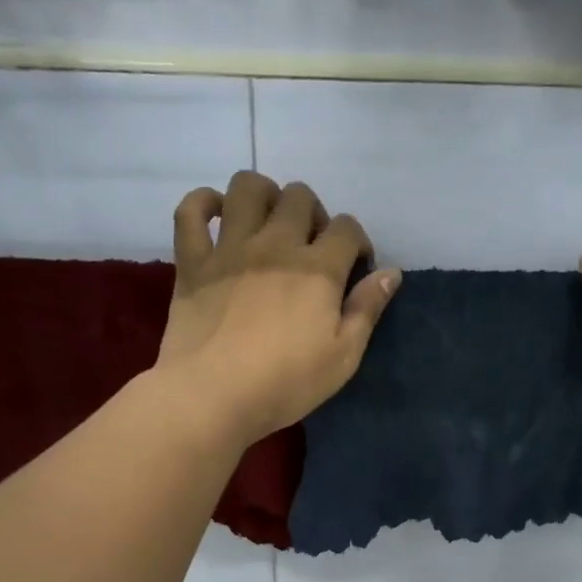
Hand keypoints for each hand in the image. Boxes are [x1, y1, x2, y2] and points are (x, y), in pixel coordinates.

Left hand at [155, 171, 401, 445]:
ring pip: (247, 187)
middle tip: (311, 247)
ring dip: (264, 195)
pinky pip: (190, 211)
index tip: (355, 268)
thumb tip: (391, 273)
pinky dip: (202, 204)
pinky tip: (216, 216)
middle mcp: (275, 245)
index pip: (347, 228)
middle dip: (313, 214)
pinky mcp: (192, 261)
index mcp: (318, 269)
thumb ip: (367, 310)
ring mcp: (230, 248)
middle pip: (299, 197)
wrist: (213, 395)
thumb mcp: (343, 357)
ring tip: (268, 223)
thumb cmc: (286, 383)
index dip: (357, 242)